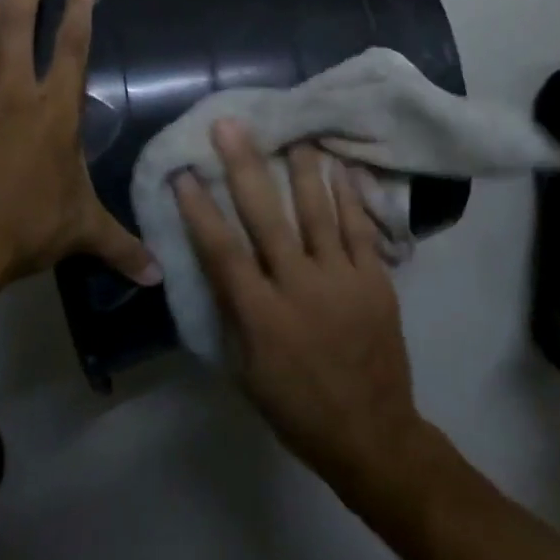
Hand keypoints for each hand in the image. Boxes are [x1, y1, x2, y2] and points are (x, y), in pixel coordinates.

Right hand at [172, 120, 430, 499]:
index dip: (200, 210)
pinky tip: (342, 166)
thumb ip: (233, 315)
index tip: (184, 173)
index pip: (222, 252)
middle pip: (267, 218)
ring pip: (319, 212)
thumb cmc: (298, 409)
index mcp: (262, 316)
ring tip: (295, 132)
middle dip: (245, 168)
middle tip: (232, 126)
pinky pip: (360, 228)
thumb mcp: (247, 372)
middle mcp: (300, 287)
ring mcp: (342, 279)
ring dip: (303, 168)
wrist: (372, 433)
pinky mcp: (375, 280)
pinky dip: (350, 196)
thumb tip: (219, 267)